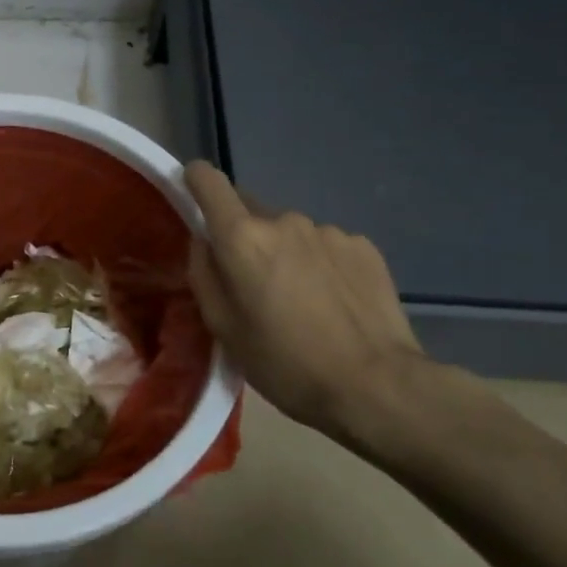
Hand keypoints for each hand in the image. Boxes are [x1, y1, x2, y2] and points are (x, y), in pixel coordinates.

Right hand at [184, 161, 424, 436]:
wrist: (375, 385)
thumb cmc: (283, 363)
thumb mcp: (223, 327)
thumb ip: (204, 274)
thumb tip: (205, 242)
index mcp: (242, 238)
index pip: (209, 181)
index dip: (195, 181)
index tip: (191, 196)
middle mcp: (284, 221)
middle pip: (250, 212)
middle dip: (242, 237)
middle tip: (250, 284)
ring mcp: (328, 231)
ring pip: (289, 233)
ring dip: (283, 254)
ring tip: (297, 301)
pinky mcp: (363, 246)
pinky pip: (324, 246)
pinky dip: (317, 265)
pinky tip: (330, 303)